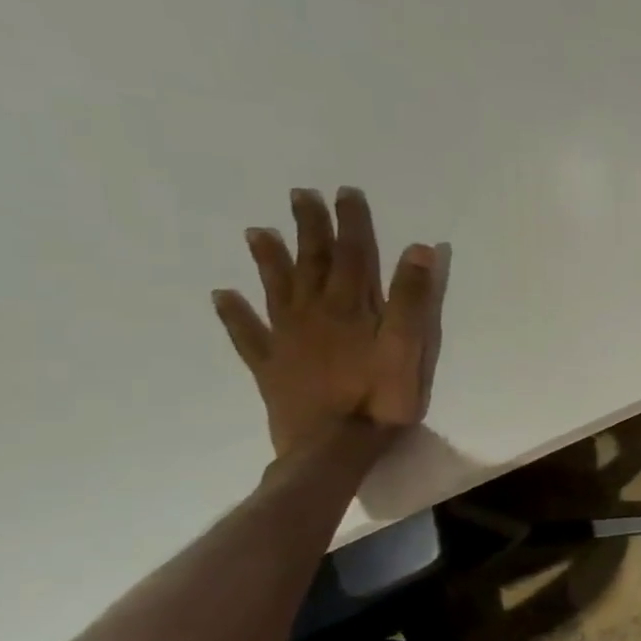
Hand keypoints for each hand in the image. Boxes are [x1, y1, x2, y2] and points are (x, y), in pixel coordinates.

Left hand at [212, 187, 443, 458]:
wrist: (333, 447)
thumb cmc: (380, 397)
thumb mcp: (409, 345)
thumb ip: (412, 298)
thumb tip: (418, 248)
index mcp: (350, 308)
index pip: (352, 255)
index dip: (350, 223)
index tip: (345, 193)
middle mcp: (314, 315)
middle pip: (311, 264)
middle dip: (308, 228)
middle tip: (299, 195)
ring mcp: (287, 340)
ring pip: (277, 290)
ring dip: (269, 259)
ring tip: (258, 232)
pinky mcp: (271, 367)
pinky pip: (248, 334)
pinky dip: (234, 314)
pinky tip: (222, 296)